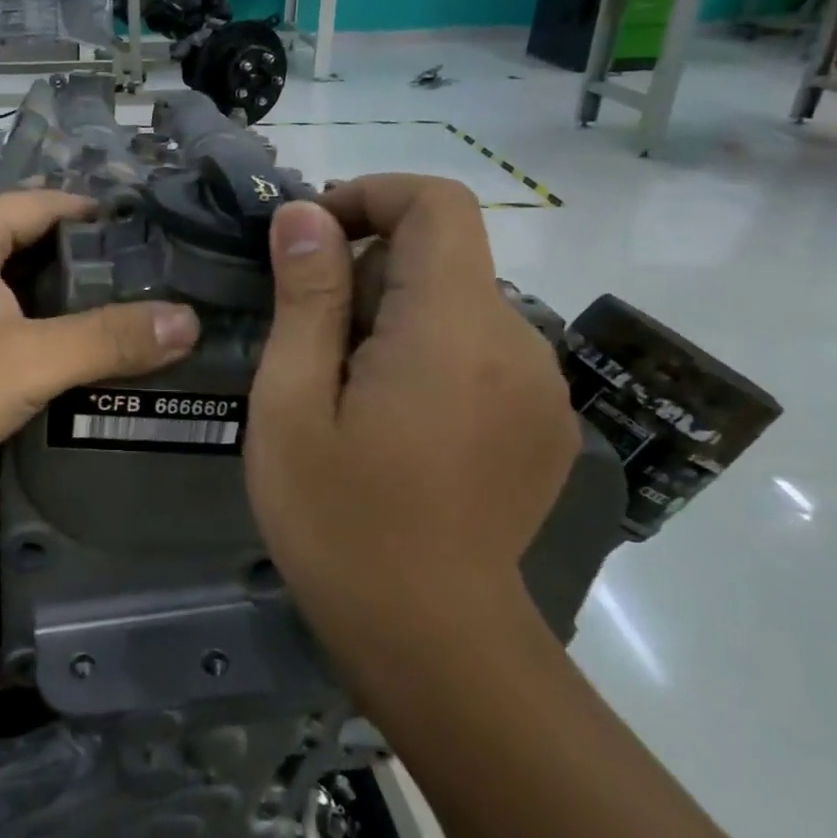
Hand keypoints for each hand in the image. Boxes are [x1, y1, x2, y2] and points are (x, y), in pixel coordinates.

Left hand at [0, 191, 199, 492]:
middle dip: (89, 262)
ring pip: (15, 276)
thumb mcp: (31, 359)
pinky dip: (34, 318)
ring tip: (127, 314)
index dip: (105, 219)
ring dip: (62, 295)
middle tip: (154, 284)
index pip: (50, 203)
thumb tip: (189, 320)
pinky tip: (71, 345)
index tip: (159, 242)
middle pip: (33, 237)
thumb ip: (110, 338)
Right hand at [243, 176, 579, 656]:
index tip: (310, 240)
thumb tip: (304, 215)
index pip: (438, 204)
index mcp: (455, 329)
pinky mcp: (544, 424)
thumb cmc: (339, 519)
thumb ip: (306, 298)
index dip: (370, 196)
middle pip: (444, 255)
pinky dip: (427, 354)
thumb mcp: (292, 402)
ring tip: (342, 393)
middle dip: (367, 273)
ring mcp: (541, 388)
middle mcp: (519, 342)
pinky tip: (392, 425)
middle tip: (307, 344)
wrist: (431, 641)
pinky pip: (480, 351)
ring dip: (393, 318)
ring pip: (458, 305)